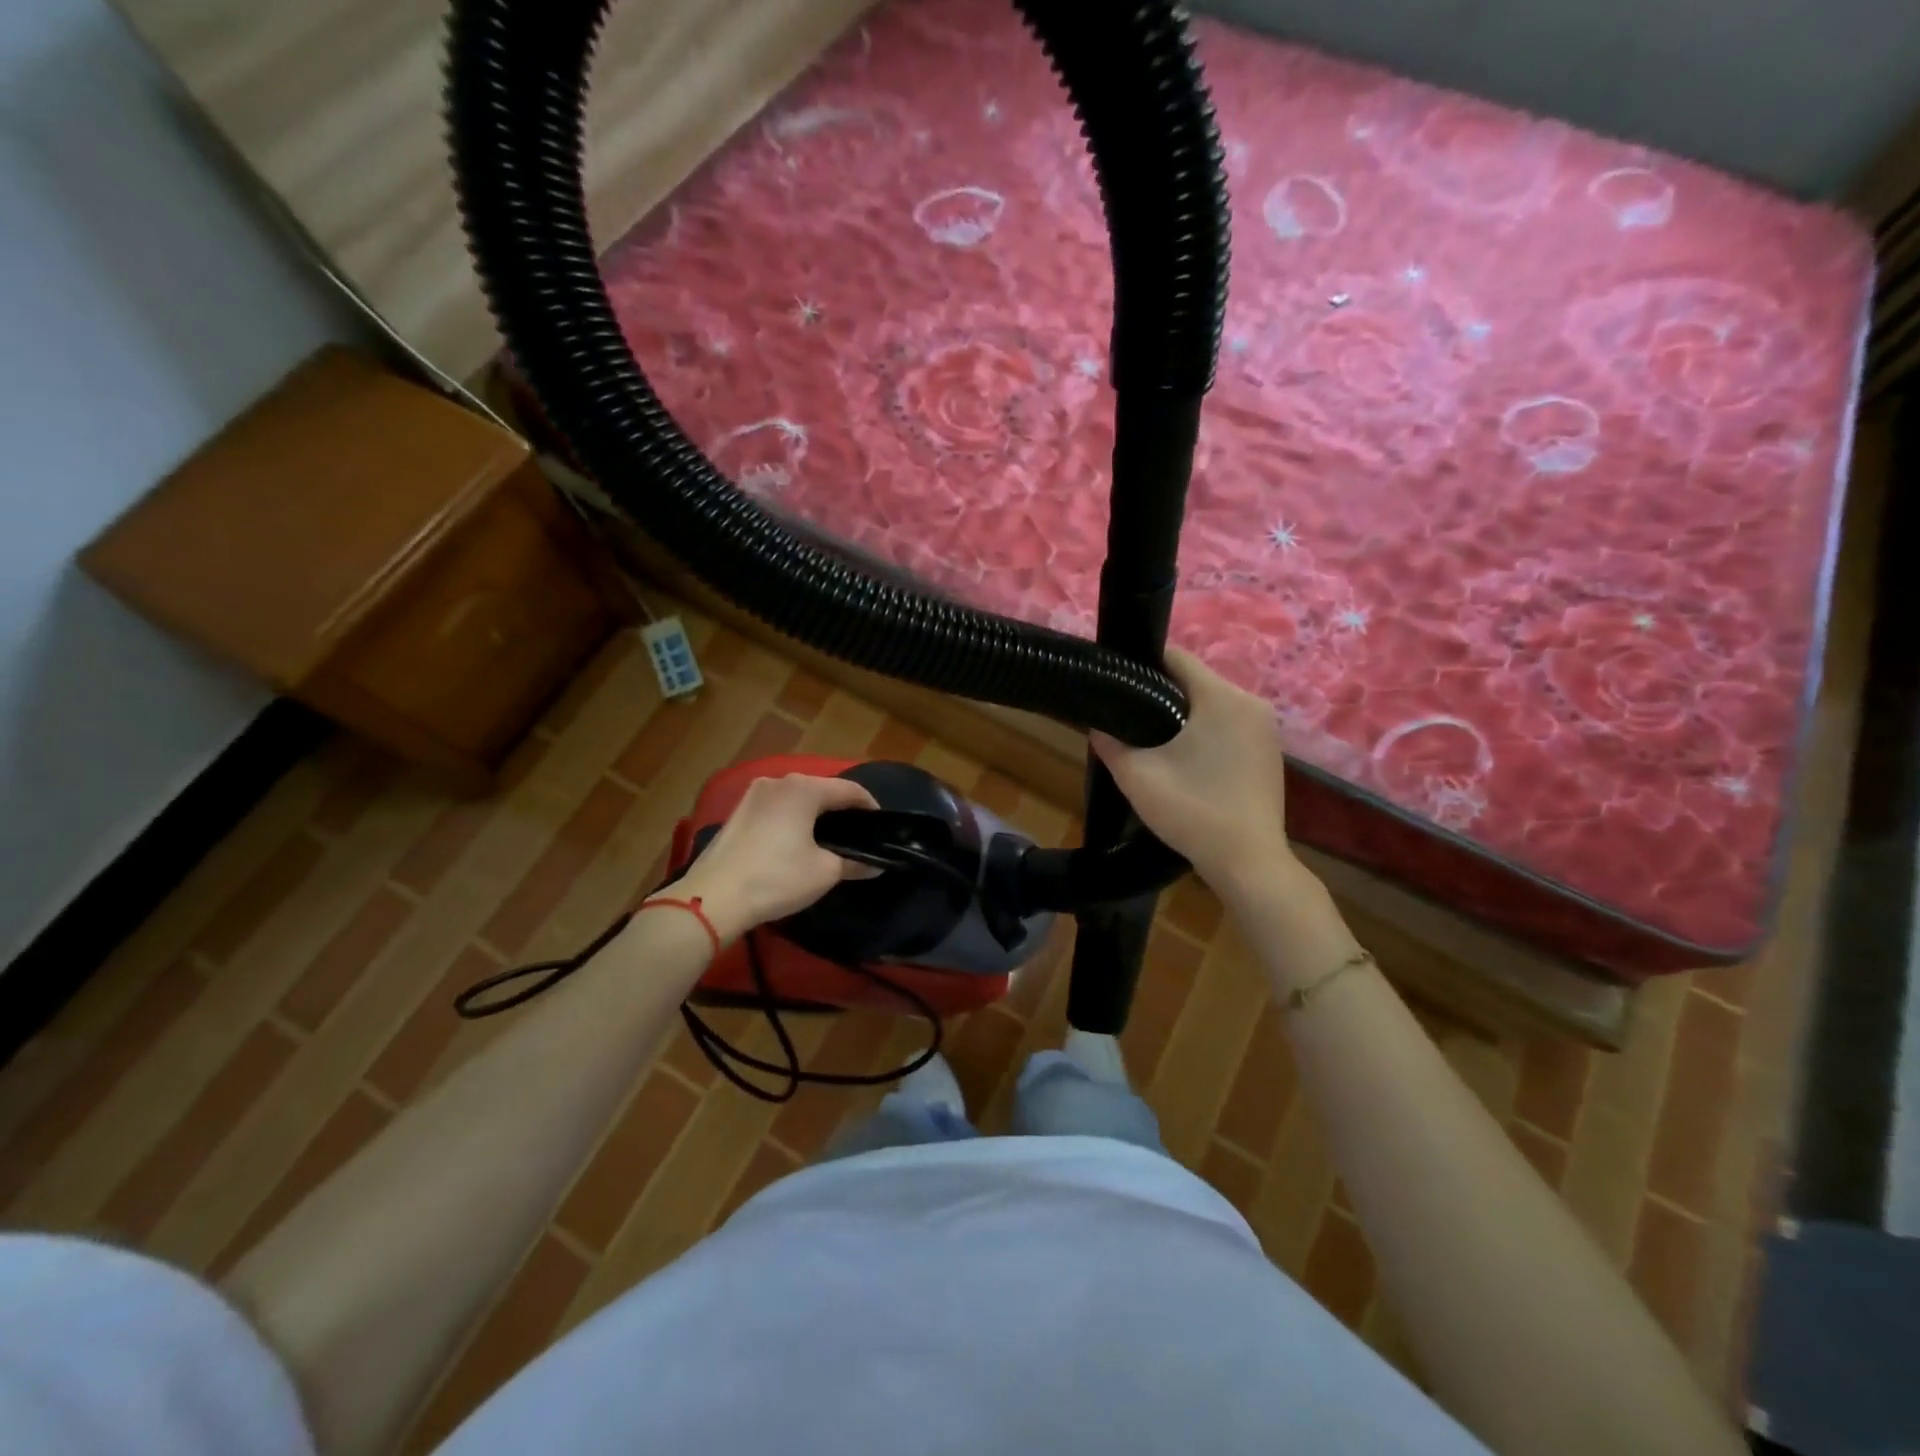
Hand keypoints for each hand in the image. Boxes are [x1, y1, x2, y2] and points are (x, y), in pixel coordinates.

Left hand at [673, 774, 878, 941]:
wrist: (713, 898)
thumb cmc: (777, 878)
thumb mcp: (824, 872)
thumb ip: (854, 863)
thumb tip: (875, 866)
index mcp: (804, 788)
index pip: (849, 789)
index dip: (869, 806)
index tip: (881, 825)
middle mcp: (778, 781)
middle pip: (821, 789)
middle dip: (841, 808)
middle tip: (857, 833)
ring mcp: (753, 794)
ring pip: (796, 797)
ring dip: (814, 813)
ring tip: (828, 837)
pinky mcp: (737, 811)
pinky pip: (776, 808)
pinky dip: (792, 818)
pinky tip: (796, 840)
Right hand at [1091, 648, 1296, 904]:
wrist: (1248, 862)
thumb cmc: (1192, 810)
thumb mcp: (1136, 776)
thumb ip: (1110, 742)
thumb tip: (1099, 725)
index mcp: (1222, 697)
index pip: (1177, 658)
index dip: (1143, 666)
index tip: (1119, 685)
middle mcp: (1251, 703)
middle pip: (1196, 682)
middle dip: (1162, 695)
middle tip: (1130, 721)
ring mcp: (1267, 729)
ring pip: (1214, 706)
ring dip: (1185, 717)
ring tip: (1155, 743)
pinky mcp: (1271, 753)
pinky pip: (1231, 727)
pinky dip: (1207, 735)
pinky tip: (1188, 763)